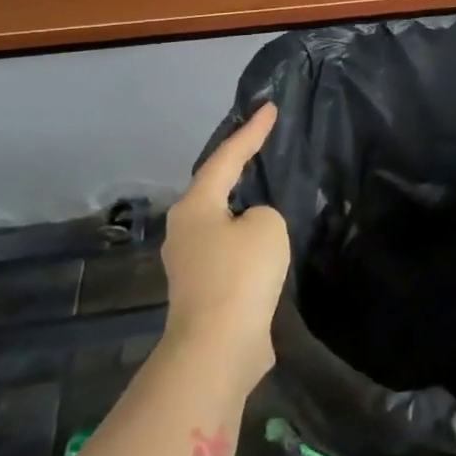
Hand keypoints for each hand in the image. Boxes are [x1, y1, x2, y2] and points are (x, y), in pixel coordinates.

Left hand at [160, 104, 289, 382]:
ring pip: (222, 221)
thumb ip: (263, 213)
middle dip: (237, 166)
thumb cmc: (240, 274)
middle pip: (215, 187)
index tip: (269, 108)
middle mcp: (185, 229)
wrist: (218, 347)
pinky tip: (267, 242)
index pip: (226, 157)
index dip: (251, 131)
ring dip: (243, 207)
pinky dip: (248, 239)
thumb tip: (252, 229)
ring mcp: (191, 262)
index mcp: (195, 206)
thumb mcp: (267, 227)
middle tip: (262, 145)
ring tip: (268, 192)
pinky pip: (230, 250)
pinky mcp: (204, 289)